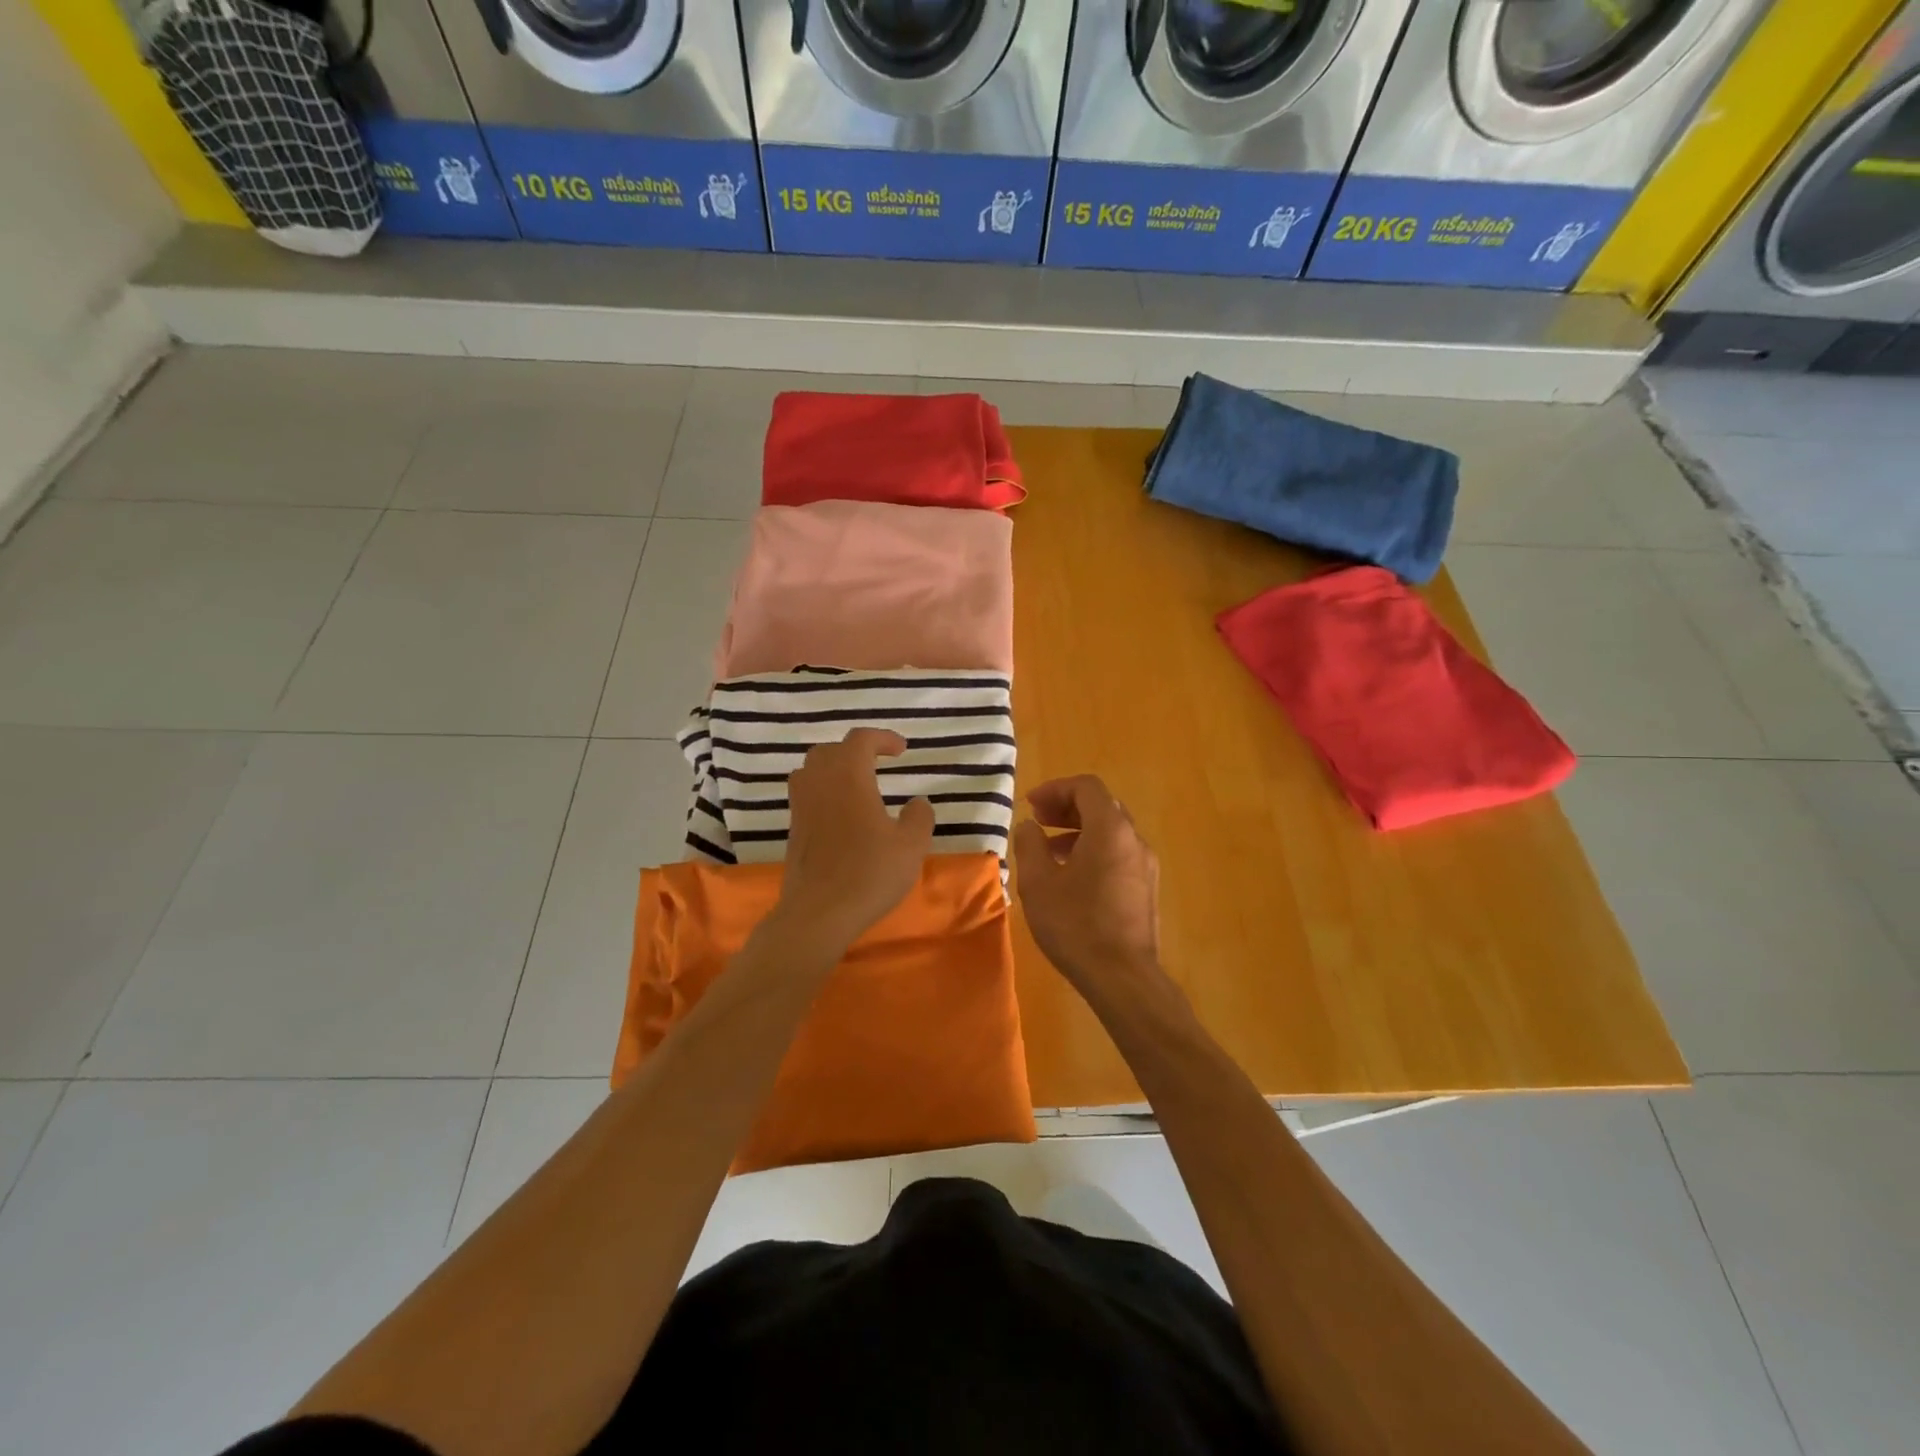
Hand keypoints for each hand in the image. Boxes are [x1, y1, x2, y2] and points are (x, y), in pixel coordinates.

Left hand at [776, 729, 933, 950]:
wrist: (818, 913)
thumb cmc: (868, 874)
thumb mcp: (911, 846)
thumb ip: (919, 818)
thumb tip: (918, 803)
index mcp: (849, 777)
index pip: (860, 740)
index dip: (882, 738)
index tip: (901, 750)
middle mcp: (820, 783)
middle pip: (829, 750)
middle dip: (854, 750)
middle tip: (877, 763)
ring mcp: (801, 807)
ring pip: (811, 770)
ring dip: (833, 768)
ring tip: (855, 784)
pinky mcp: (793, 830)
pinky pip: (805, 795)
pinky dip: (822, 792)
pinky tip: (841, 814)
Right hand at [1012, 776, 1161, 993]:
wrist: (1122, 977)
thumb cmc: (1076, 924)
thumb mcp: (1038, 882)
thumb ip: (1029, 844)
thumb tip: (1029, 826)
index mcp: (1110, 829)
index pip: (1086, 787)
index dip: (1055, 788)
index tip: (1030, 805)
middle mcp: (1134, 840)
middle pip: (1101, 806)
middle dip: (1067, 808)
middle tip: (1038, 821)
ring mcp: (1145, 866)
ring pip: (1111, 833)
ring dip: (1078, 832)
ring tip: (1048, 852)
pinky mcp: (1146, 889)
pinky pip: (1118, 855)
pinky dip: (1093, 852)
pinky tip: (1071, 878)